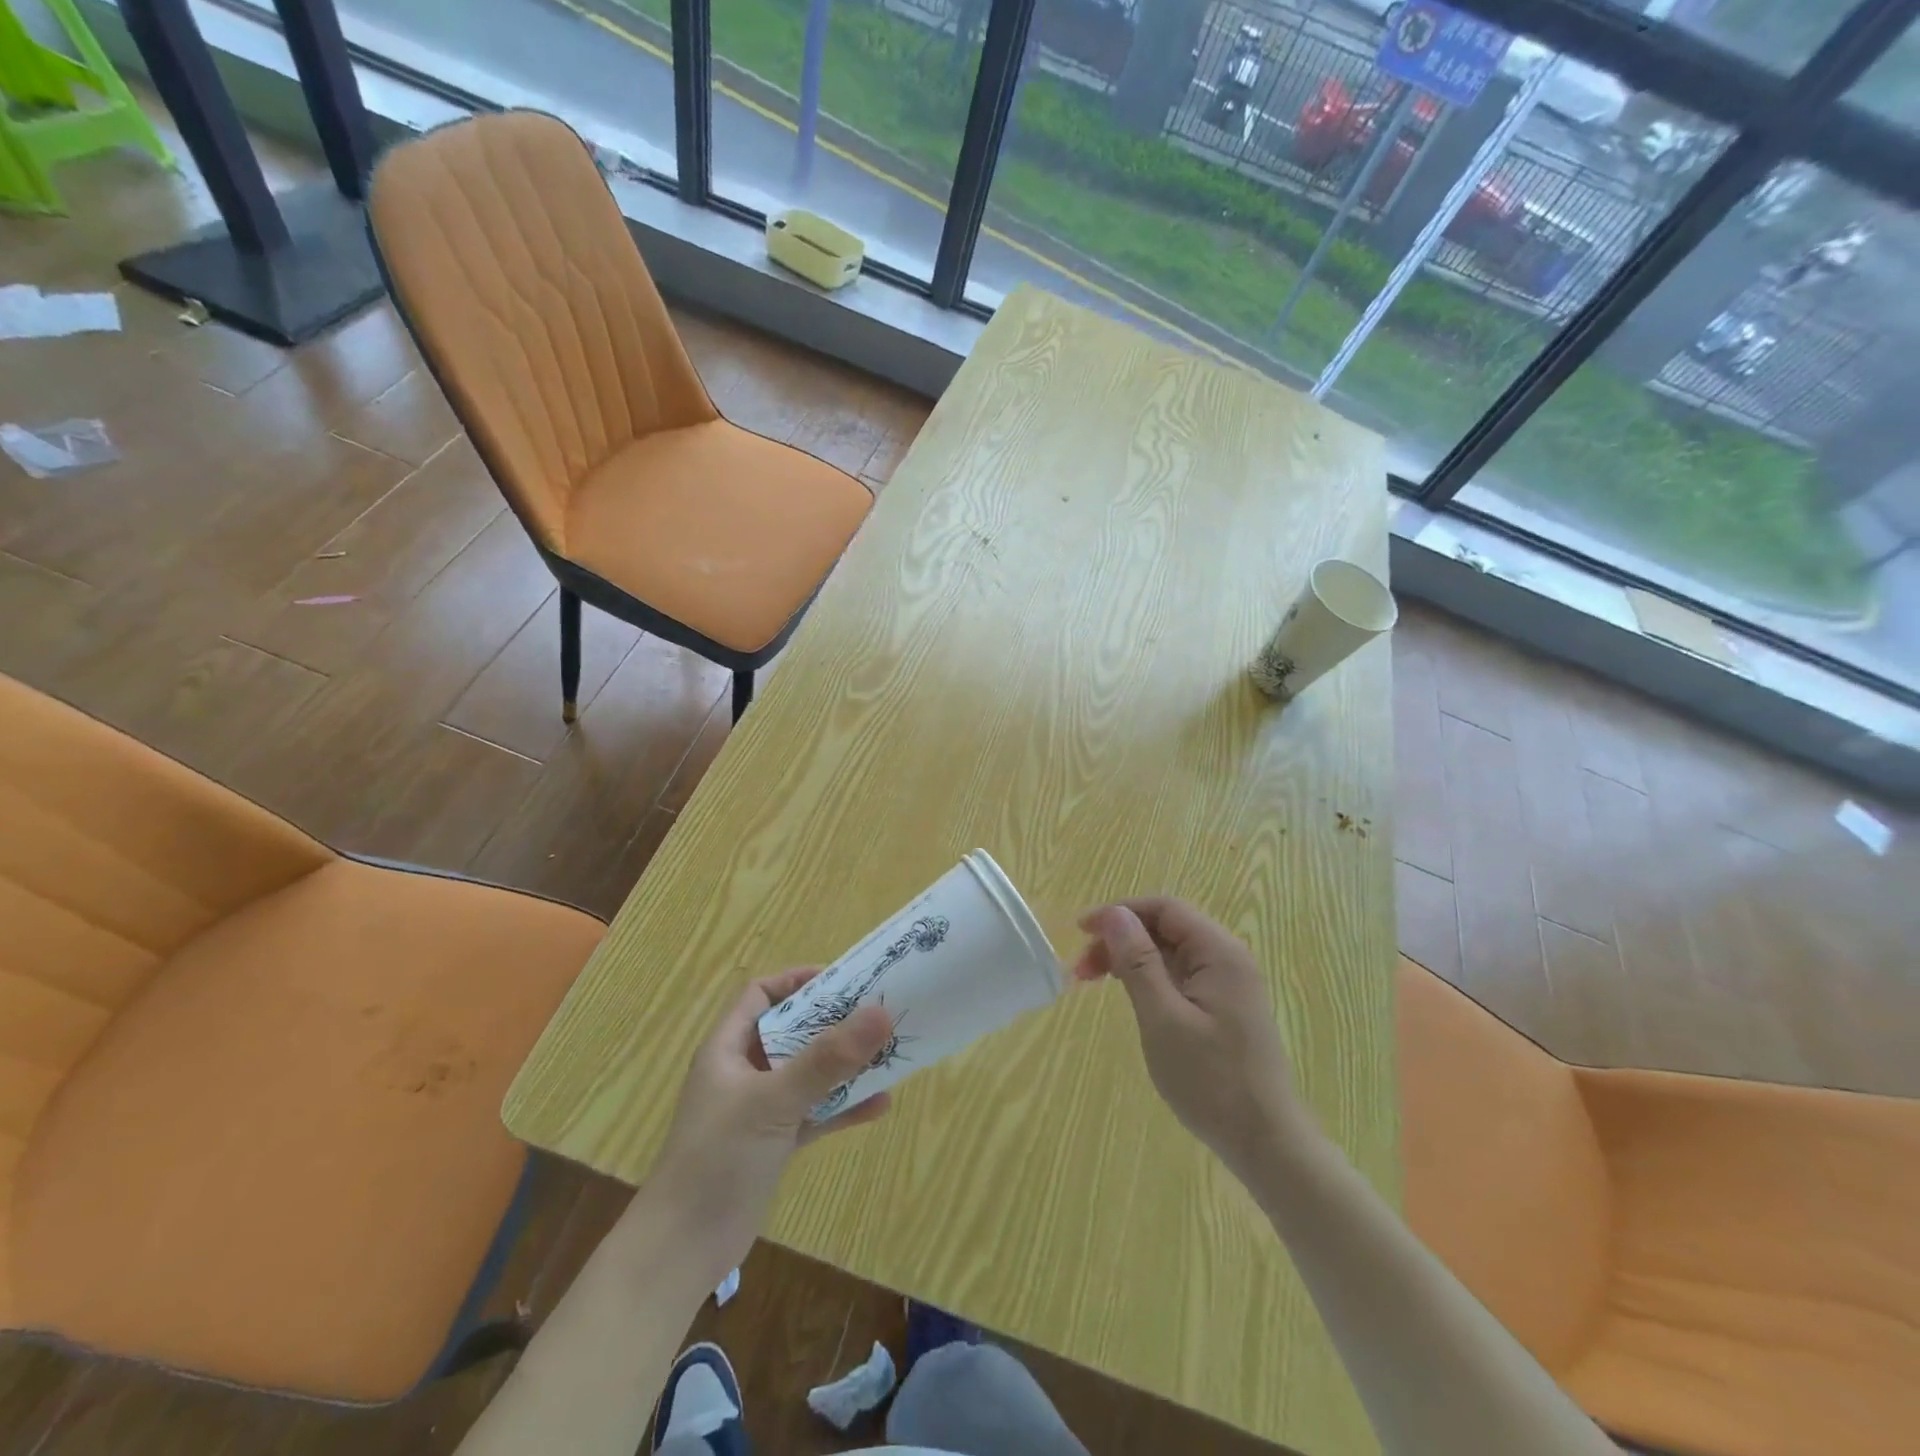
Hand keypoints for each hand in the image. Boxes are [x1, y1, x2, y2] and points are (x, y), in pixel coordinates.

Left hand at [651, 969, 892, 1267]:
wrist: (681, 1251)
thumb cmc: (718, 1158)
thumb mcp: (773, 1101)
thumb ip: (827, 1060)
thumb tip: (881, 1013)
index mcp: (728, 1048)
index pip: (760, 994)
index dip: (796, 980)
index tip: (842, 980)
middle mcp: (743, 1071)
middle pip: (791, 1031)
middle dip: (832, 1022)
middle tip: (876, 1012)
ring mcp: (759, 1109)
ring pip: (807, 1073)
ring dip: (843, 1065)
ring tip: (887, 1053)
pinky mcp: (773, 1143)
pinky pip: (814, 1113)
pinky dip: (842, 1107)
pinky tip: (879, 1105)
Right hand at [1075, 898, 1305, 1181]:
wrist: (1266, 1143)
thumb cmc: (1211, 1081)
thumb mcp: (1163, 1018)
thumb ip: (1138, 962)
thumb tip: (1115, 915)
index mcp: (1219, 952)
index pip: (1164, 908)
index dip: (1120, 912)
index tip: (1081, 931)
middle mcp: (1228, 958)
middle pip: (1167, 927)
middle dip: (1121, 937)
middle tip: (1083, 968)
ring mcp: (1229, 984)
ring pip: (1171, 951)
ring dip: (1132, 958)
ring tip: (1097, 980)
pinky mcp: (1225, 1007)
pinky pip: (1181, 975)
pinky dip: (1150, 977)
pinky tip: (1131, 995)